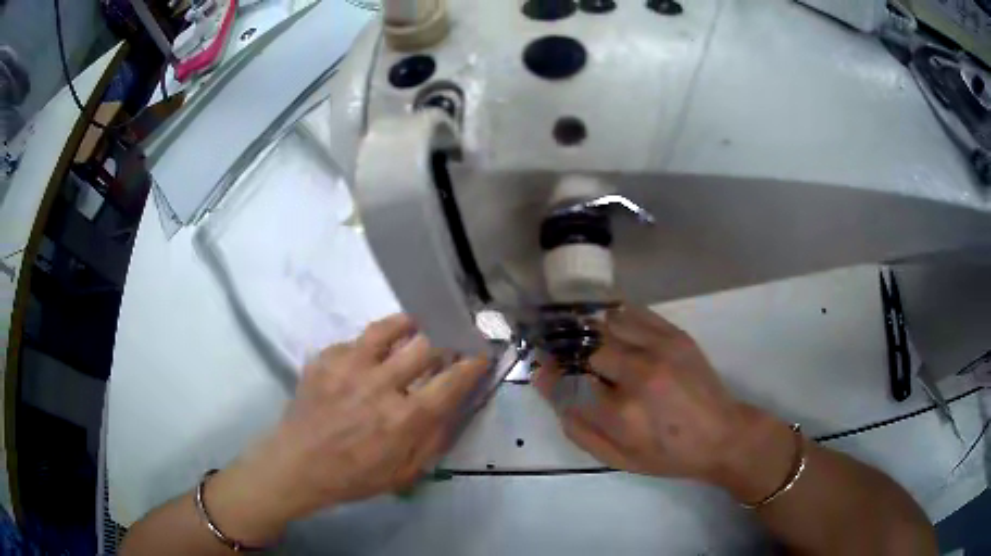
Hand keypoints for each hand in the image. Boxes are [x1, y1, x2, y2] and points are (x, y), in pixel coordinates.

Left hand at [206, 314, 488, 542]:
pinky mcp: (325, 358)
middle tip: (449, 340)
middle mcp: (380, 385)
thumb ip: (434, 439)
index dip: (471, 363)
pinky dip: (370, 344)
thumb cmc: (353, 476)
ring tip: (417, 324)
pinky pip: (356, 340)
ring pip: (389, 329)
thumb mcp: (404, 473)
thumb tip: (454, 406)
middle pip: (425, 346)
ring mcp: (348, 366)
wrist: (297, 464)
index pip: (450, 380)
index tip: (481, 353)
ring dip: (410, 324)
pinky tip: (370, 353)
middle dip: (445, 340)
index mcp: (403, 418)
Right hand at [534, 306, 792, 494]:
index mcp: (621, 413)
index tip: (543, 368)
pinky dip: (615, 317)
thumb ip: (580, 430)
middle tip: (565, 355)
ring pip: (607, 323)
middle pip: (585, 346)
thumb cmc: (668, 454)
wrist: (722, 435)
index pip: (568, 380)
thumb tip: (552, 392)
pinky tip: (611, 327)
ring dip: (591, 331)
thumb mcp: (618, 459)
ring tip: (586, 339)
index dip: (550, 372)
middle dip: (569, 351)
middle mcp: (638, 373)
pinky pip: (633, 312)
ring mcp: (660, 349)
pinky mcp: (676, 335)